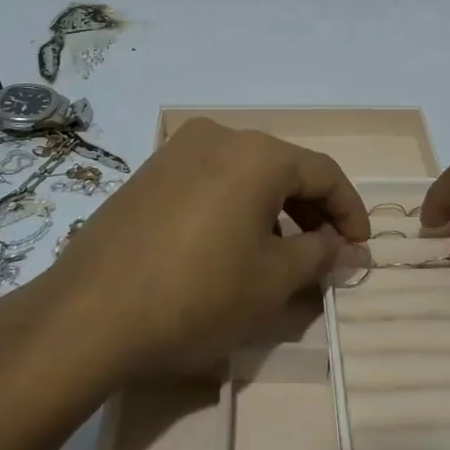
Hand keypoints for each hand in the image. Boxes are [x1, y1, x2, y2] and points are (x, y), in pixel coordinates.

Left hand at [34, 119, 369, 381]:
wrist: (90, 313)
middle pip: (283, 168)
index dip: (349, 211)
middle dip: (311, 211)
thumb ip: (320, 255)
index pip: (323, 173)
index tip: (360, 248)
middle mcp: (218, 136)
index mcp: (257, 154)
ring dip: (272, 210)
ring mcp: (177, 151)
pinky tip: (229, 246)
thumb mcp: (271, 281)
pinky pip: (209, 181)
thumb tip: (348, 248)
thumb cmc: (197, 295)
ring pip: (244, 174)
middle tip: (325, 254)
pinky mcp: (148, 173)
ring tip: (279, 255)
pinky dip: (234, 207)